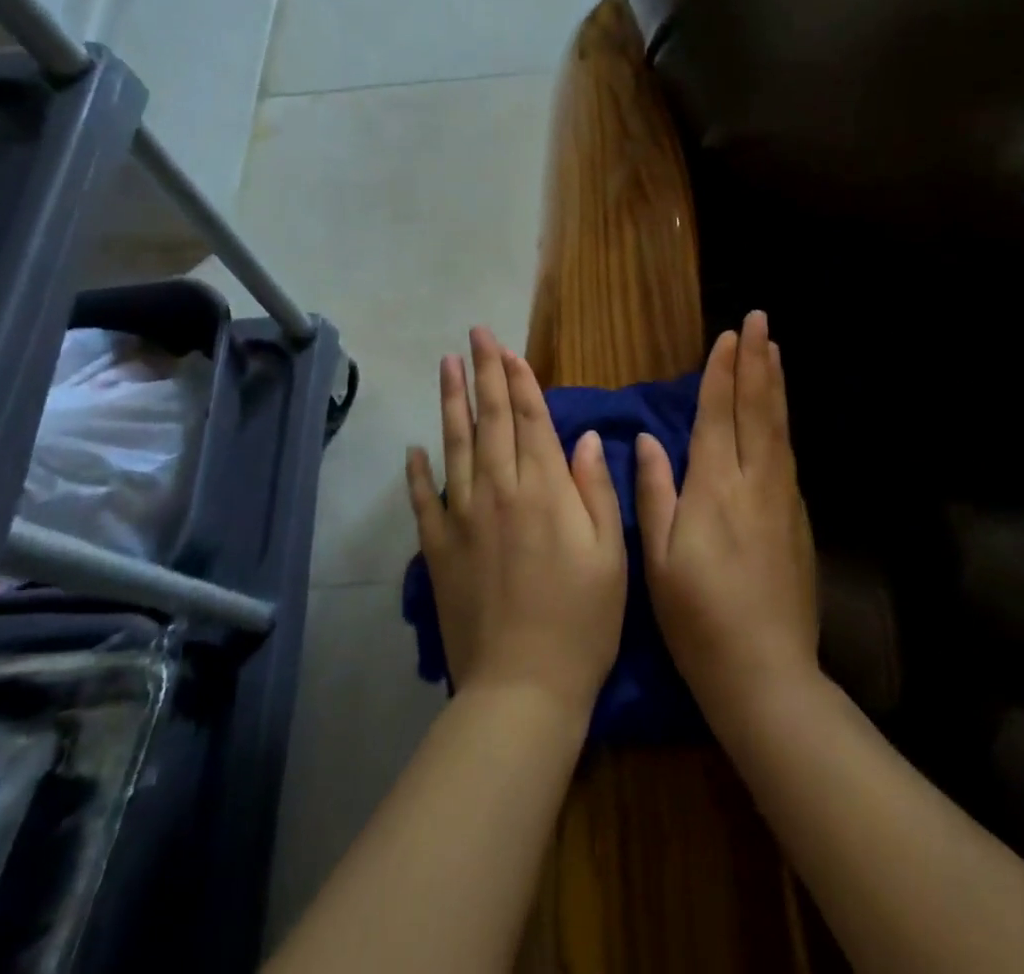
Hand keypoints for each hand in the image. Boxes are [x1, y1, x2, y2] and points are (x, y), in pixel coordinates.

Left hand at [406, 327, 626, 718]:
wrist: (523, 688)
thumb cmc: (581, 621)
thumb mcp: (611, 555)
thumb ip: (596, 490)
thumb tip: (584, 438)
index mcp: (544, 490)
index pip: (529, 419)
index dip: (519, 381)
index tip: (507, 349)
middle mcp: (499, 492)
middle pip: (489, 420)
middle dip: (484, 373)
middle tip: (474, 334)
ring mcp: (462, 518)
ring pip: (455, 446)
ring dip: (451, 402)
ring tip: (446, 365)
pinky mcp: (438, 550)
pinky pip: (423, 501)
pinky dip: (416, 473)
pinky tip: (413, 448)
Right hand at [637, 311, 816, 725]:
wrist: (766, 674)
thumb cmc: (698, 618)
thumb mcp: (659, 559)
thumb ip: (655, 493)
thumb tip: (650, 440)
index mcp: (714, 488)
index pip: (717, 415)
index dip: (721, 373)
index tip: (727, 337)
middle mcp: (753, 482)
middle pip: (755, 409)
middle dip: (755, 362)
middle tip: (759, 321)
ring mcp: (782, 499)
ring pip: (778, 427)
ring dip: (774, 384)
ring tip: (774, 350)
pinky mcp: (797, 518)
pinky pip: (787, 453)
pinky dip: (782, 421)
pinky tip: (779, 412)